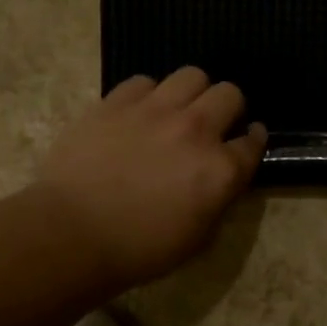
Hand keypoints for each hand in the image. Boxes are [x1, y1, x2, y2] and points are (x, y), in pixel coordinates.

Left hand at [35, 67, 266, 287]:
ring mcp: (155, 111)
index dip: (252, 140)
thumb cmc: (139, 249)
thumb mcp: (197, 238)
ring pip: (191, 75)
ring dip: (192, 93)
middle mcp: (196, 130)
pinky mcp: (116, 102)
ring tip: (177, 111)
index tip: (246, 141)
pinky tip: (138, 114)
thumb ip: (218, 201)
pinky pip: (144, 82)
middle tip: (212, 126)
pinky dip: (148, 95)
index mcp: (220, 170)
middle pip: (229, 94)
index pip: (254, 142)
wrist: (72, 234)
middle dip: (228, 109)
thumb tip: (221, 182)